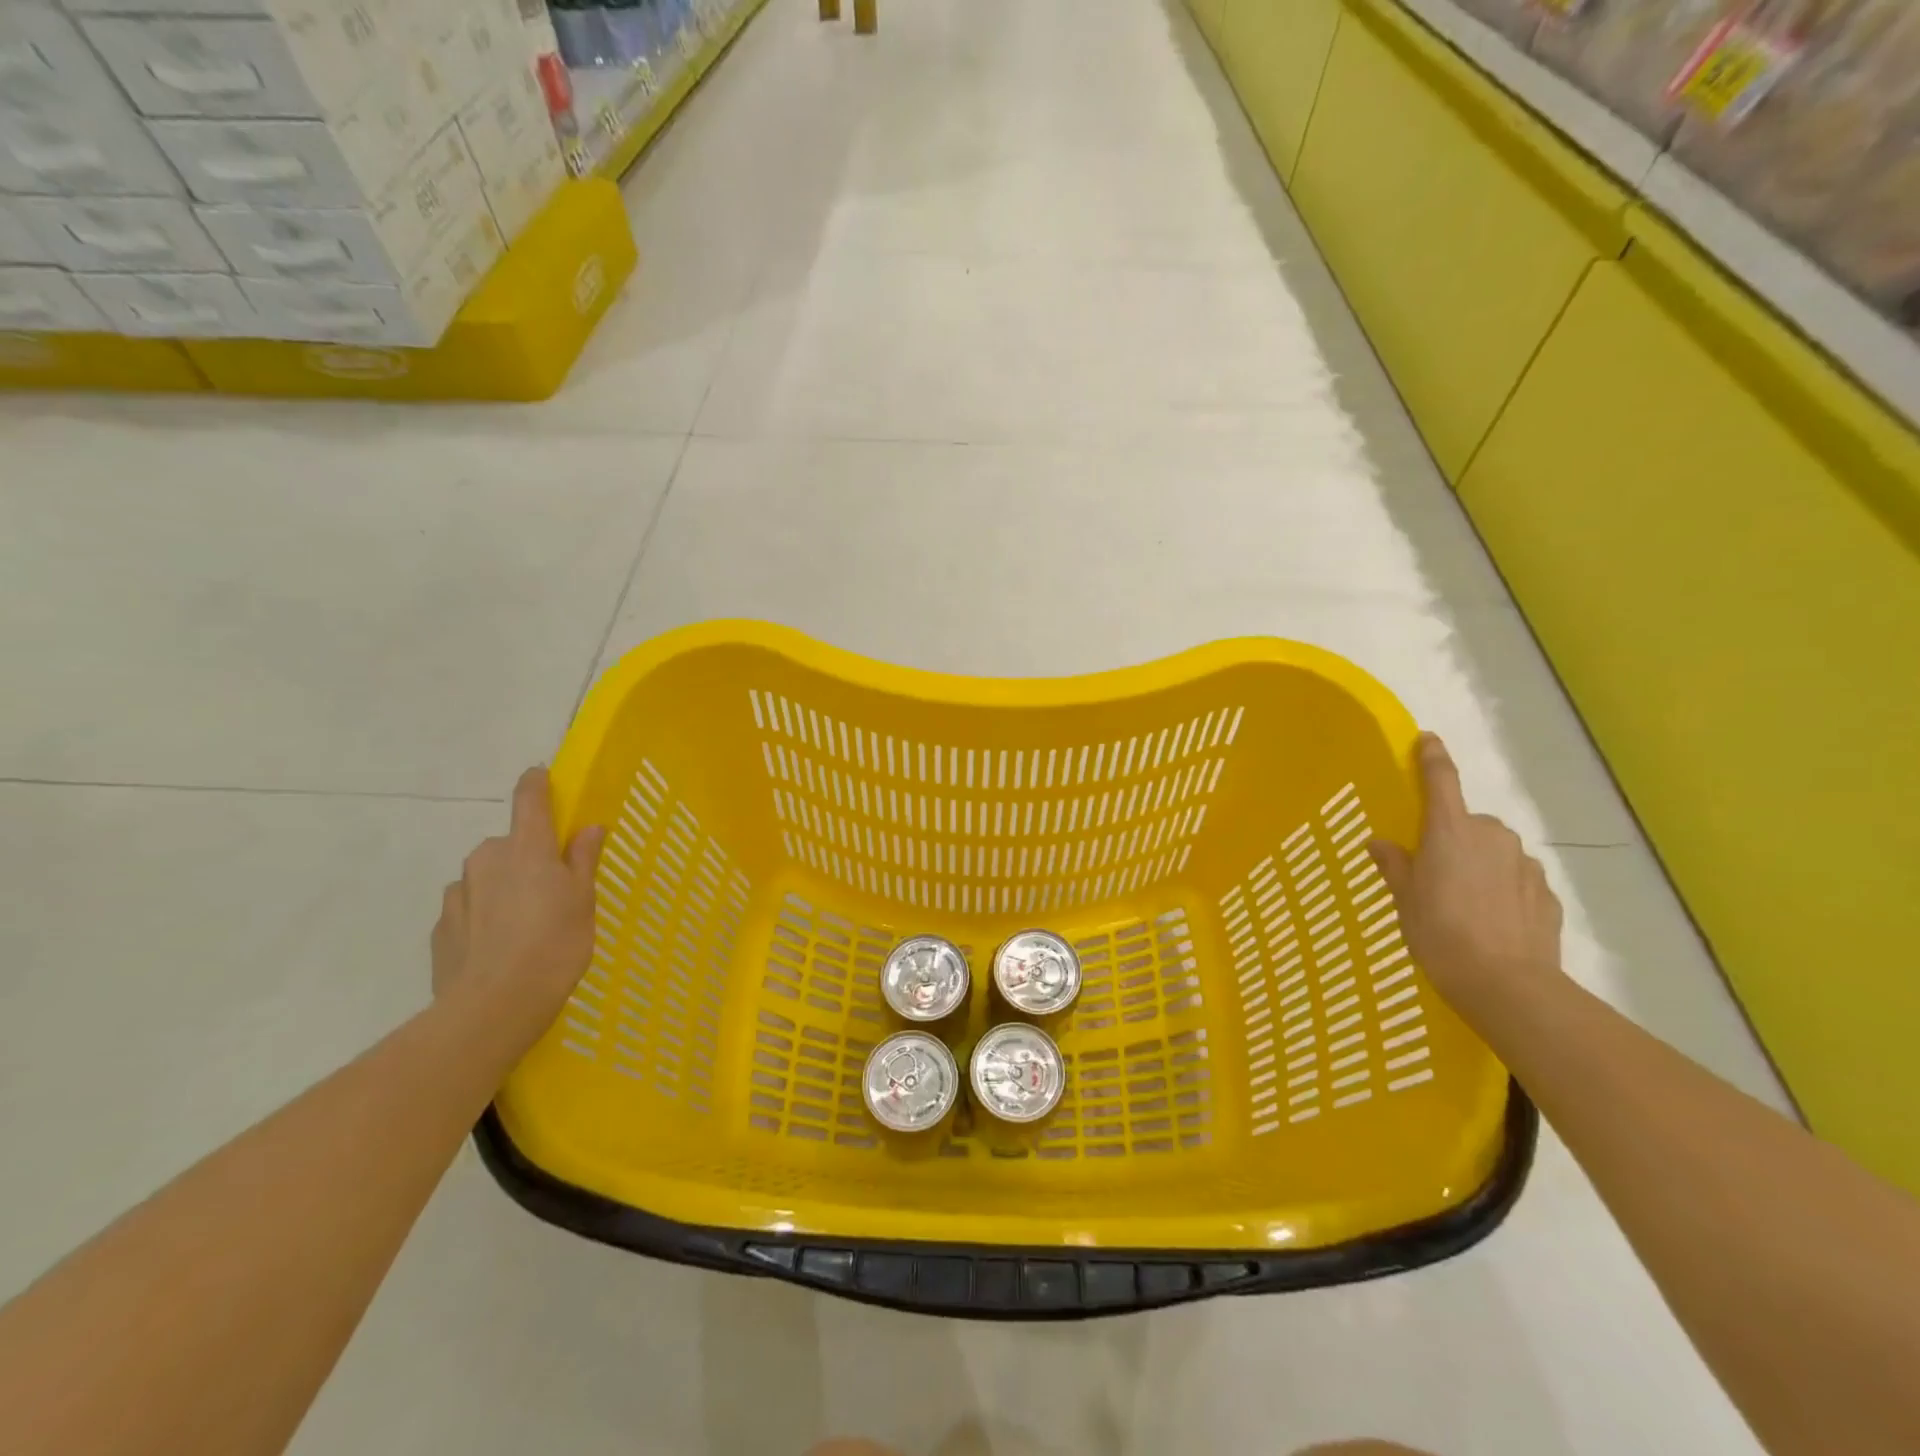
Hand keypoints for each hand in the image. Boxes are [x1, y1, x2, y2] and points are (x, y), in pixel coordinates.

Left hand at [431, 767, 604, 1049]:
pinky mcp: (441, 927)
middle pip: (509, 843)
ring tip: (524, 926)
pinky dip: (483, 917)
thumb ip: (583, 859)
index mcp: (526, 847)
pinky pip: (468, 908)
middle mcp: (486, 858)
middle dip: (527, 857)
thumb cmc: (555, 944)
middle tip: (552, 890)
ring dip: (503, 888)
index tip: (542, 778)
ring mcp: (458, 892)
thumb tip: (588, 827)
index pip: (529, 797)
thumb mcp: (583, 900)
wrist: (493, 1007)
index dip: (537, 784)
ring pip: (485, 877)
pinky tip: (499, 947)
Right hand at [1367, 733, 1563, 1015]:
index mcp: (1449, 831)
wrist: (1507, 985)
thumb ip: (1394, 865)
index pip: (1440, 780)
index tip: (1427, 739)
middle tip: (1434, 872)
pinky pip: (1516, 879)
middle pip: (1468, 823)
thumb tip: (1381, 843)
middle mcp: (1491, 836)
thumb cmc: (1439, 933)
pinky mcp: (1546, 893)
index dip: (1432, 757)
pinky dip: (1502, 889)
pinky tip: (1491, 920)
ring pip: (1495, 851)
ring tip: (1464, 903)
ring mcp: (1524, 864)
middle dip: (1453, 838)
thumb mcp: (1404, 900)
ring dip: (1479, 864)